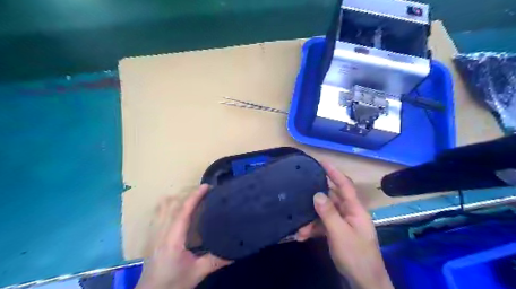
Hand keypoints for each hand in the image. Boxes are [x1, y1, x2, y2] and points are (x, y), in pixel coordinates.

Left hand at [138, 184, 232, 288]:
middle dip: (187, 195)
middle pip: (172, 206)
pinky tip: (172, 206)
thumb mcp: (197, 272)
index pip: (184, 211)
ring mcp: (154, 235)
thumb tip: (236, 250)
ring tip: (190, 196)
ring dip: (177, 199)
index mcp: (173, 239)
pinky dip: (167, 206)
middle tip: (204, 191)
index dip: (195, 197)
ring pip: (162, 209)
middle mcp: (161, 233)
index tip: (206, 186)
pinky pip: (158, 215)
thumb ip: (216, 260)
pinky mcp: (152, 238)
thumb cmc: (173, 284)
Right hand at [296, 161, 393, 288]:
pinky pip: (322, 225)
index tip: (322, 162)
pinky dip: (313, 229)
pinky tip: (302, 235)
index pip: (345, 185)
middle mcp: (349, 213)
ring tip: (299, 229)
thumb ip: (328, 213)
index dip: (334, 172)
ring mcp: (342, 223)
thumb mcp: (340, 233)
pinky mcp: (336, 233)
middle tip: (300, 193)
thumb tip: (317, 193)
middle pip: (331, 199)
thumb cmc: (356, 255)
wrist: (363, 282)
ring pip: (324, 213)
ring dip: (311, 220)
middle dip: (315, 200)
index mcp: (355, 209)